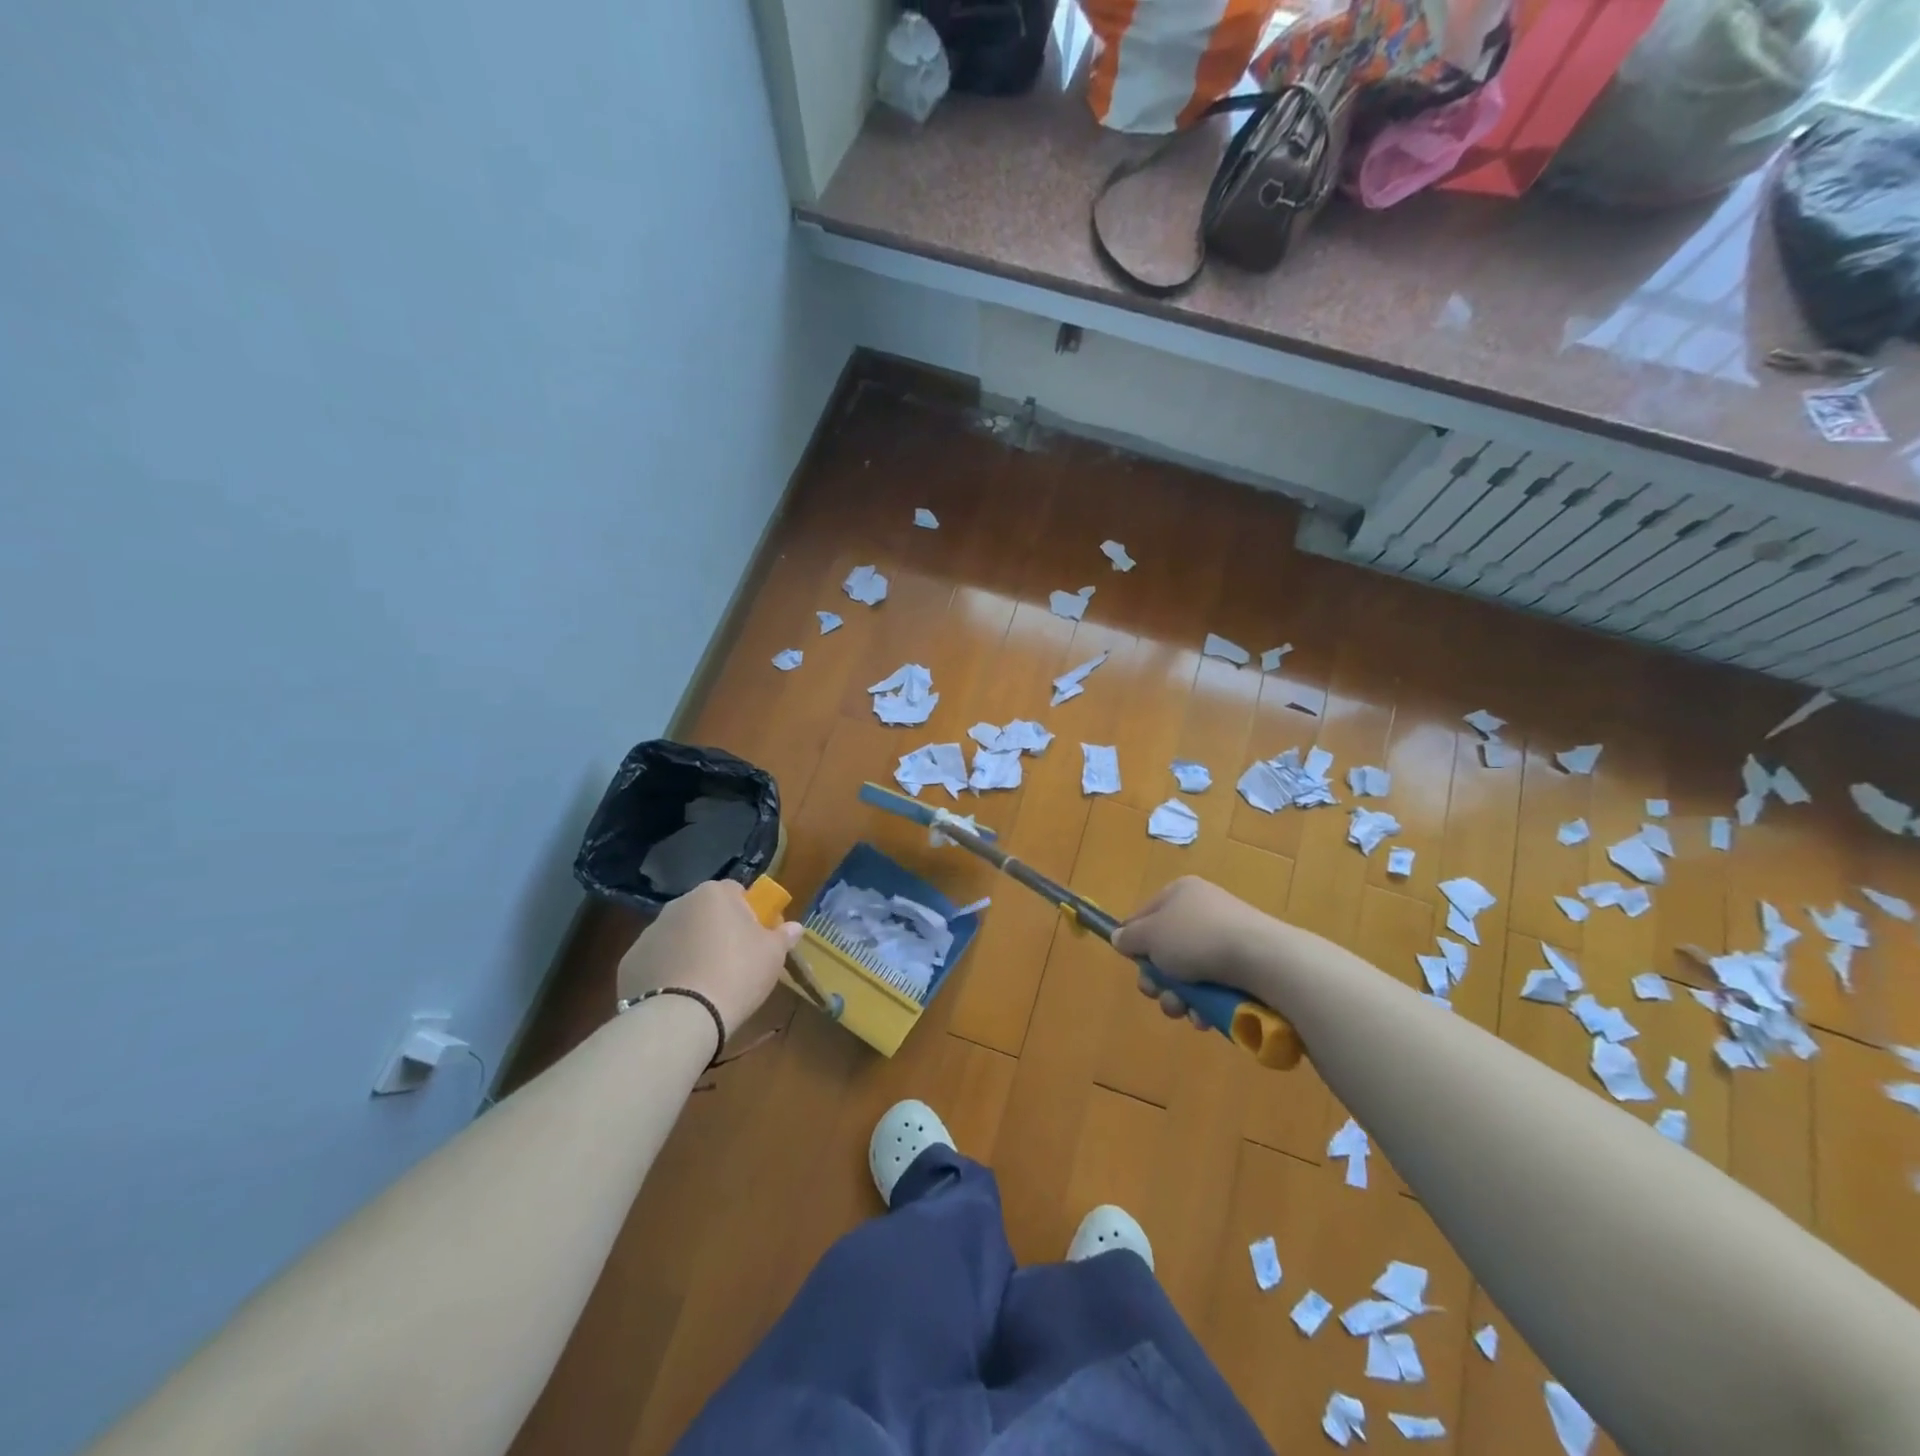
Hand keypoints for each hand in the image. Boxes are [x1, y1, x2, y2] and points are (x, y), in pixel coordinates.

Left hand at [616, 880, 802, 1040]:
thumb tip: (795, 926)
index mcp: (714, 894)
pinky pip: (657, 960)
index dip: (749, 913)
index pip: (737, 892)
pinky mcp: (630, 961)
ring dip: (690, 950)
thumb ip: (784, 935)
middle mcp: (678, 904)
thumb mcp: (773, 956)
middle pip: (704, 912)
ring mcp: (650, 932)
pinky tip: (679, 996)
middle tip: (733, 962)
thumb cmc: (737, 974)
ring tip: (704, 984)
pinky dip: (667, 972)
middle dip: (717, 930)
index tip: (756, 938)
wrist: (682, 1017)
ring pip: (679, 936)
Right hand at [1112, 876, 1276, 1024]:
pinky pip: (1213, 986)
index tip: (1134, 964)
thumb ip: (1129, 937)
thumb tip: (1120, 937)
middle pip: (1165, 949)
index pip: (1144, 915)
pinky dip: (1205, 1003)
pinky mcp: (1245, 966)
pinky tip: (1205, 1016)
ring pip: (1188, 973)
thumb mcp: (1150, 935)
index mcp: (1180, 893)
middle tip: (1158, 993)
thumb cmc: (1196, 939)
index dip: (1135, 942)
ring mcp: (1226, 938)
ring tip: (1184, 1010)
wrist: (1262, 959)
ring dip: (1179, 997)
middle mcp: (1203, 911)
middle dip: (1158, 979)